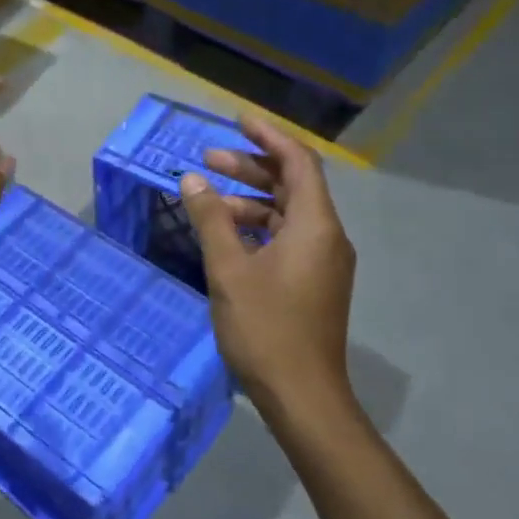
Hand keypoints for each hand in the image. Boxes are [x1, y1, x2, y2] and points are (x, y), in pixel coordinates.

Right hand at [178, 115, 358, 422]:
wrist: (303, 396)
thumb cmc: (266, 329)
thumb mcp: (229, 270)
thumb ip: (211, 219)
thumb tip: (192, 179)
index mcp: (314, 226)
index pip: (298, 162)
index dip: (268, 137)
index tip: (238, 121)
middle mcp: (326, 237)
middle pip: (292, 185)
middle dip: (251, 167)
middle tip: (208, 160)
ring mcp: (323, 262)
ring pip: (287, 214)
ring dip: (250, 200)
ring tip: (208, 200)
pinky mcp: (314, 283)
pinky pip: (287, 238)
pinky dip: (258, 227)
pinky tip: (226, 236)